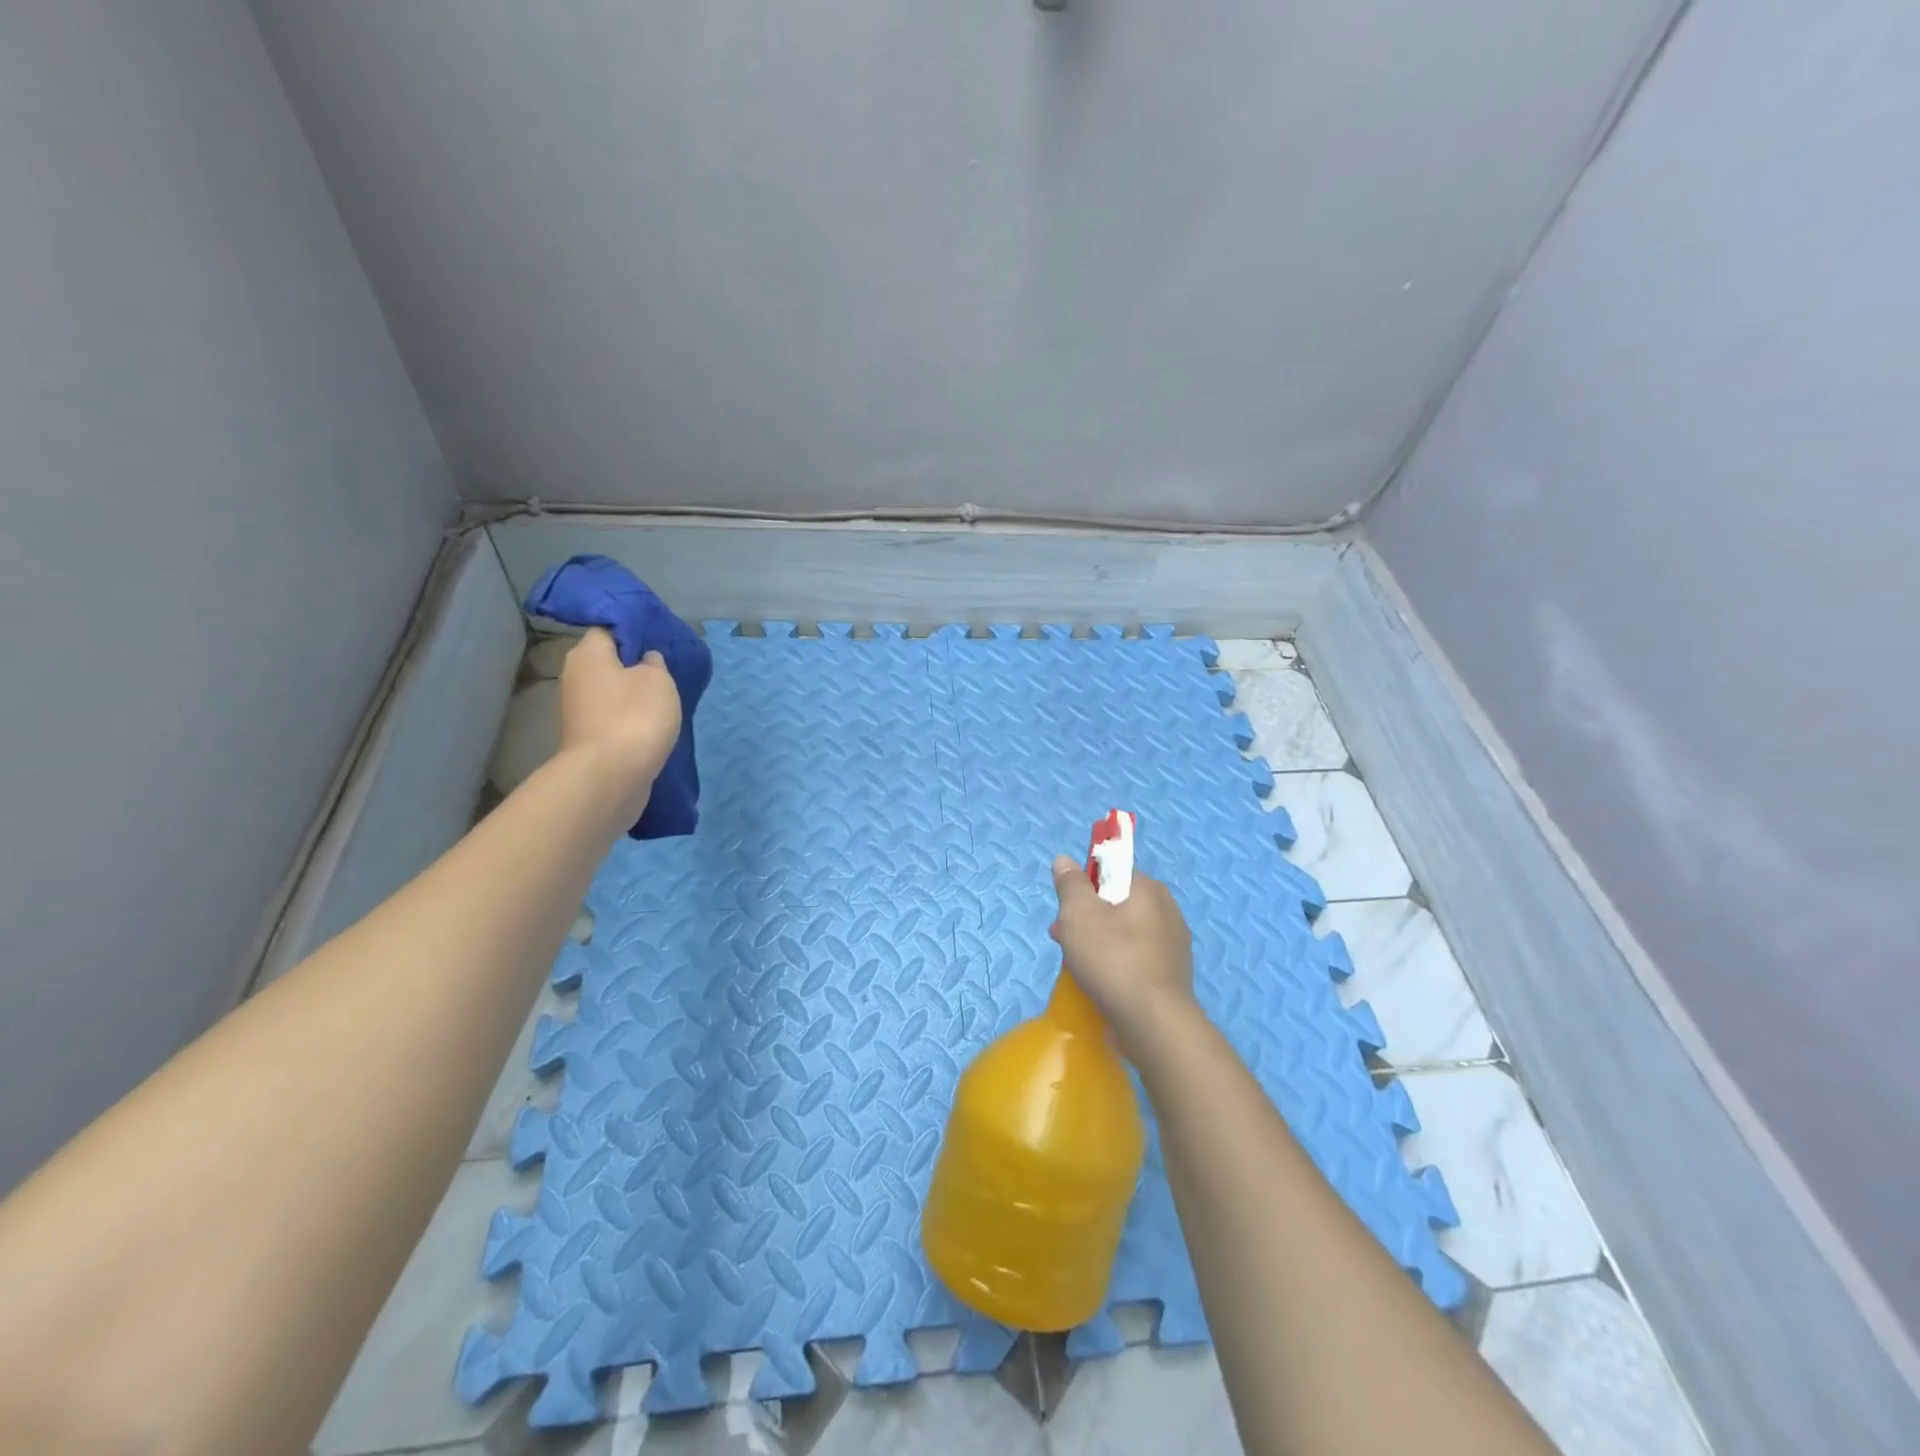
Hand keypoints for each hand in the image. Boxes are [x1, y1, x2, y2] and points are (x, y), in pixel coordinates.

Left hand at [559, 629, 682, 809]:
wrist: (610, 775)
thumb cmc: (635, 716)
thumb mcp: (659, 680)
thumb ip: (655, 664)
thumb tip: (645, 661)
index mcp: (587, 654)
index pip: (607, 630)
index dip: (633, 634)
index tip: (657, 643)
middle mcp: (574, 677)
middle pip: (606, 663)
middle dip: (632, 667)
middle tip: (663, 674)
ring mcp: (577, 711)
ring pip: (609, 693)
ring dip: (630, 697)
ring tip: (661, 703)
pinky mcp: (586, 738)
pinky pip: (610, 719)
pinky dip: (627, 720)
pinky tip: (649, 727)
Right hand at [1049, 856, 1198, 1063]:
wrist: (1154, 1025)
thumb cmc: (1113, 960)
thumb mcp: (1078, 914)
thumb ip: (1070, 884)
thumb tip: (1065, 860)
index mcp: (1149, 890)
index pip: (1112, 872)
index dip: (1084, 887)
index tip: (1066, 910)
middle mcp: (1167, 911)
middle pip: (1115, 904)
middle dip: (1086, 919)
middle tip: (1063, 940)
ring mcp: (1172, 946)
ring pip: (1124, 935)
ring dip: (1097, 944)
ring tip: (1076, 967)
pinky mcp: (1170, 977)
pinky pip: (1135, 960)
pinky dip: (1115, 967)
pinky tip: (1100, 985)